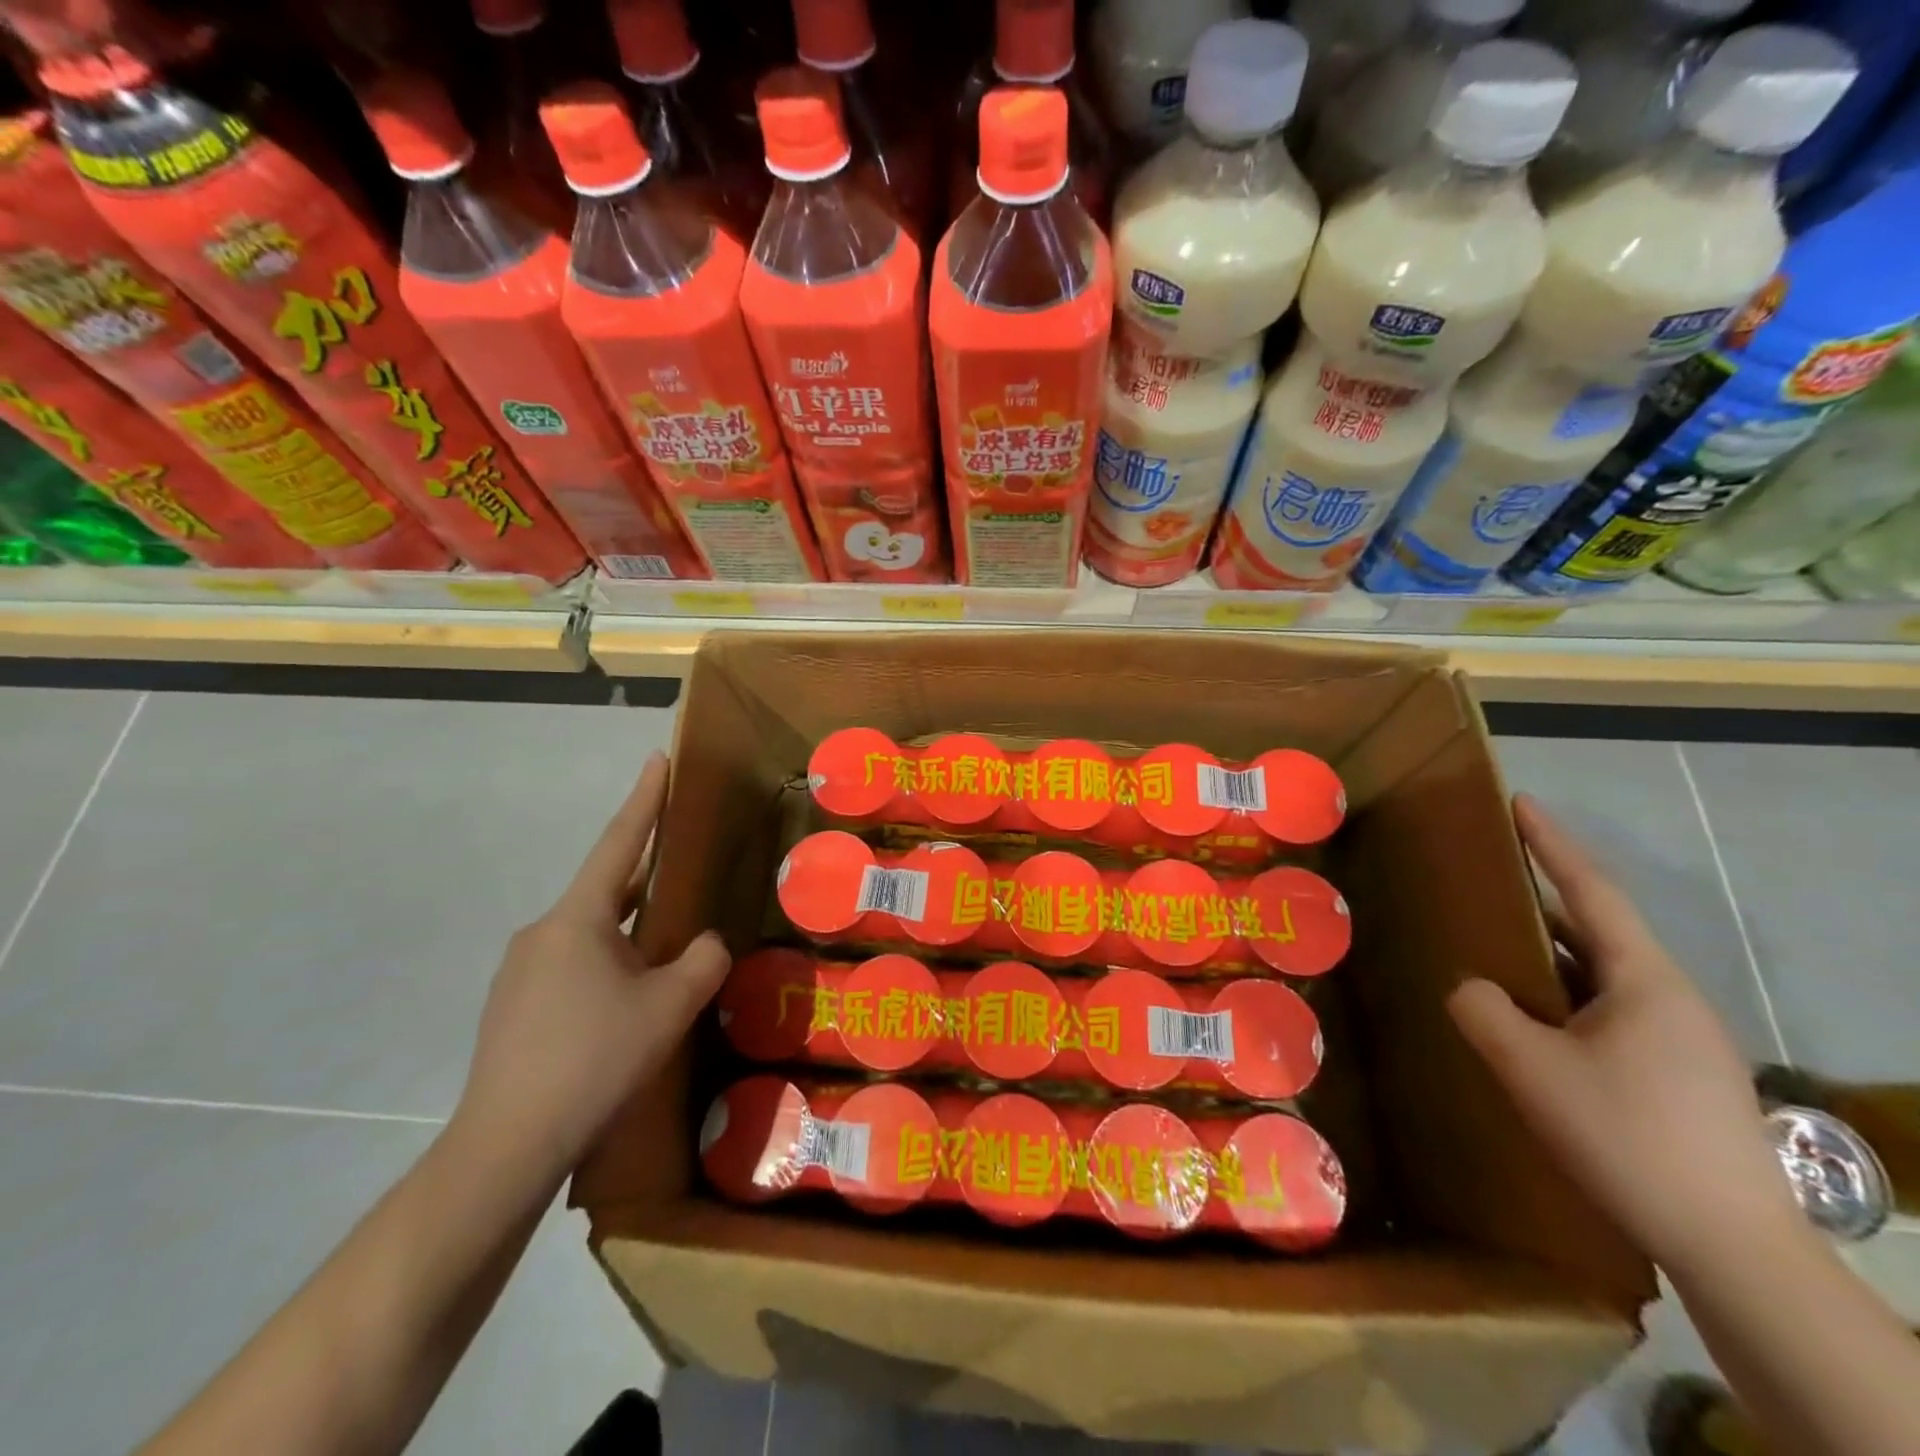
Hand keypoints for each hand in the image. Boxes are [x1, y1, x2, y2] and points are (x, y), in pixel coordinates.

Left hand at [452, 753, 729, 1186]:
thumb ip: (702, 961)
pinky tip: (626, 1002)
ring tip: (664, 953)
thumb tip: (705, 944)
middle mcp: (542, 932)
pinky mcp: (513, 1007)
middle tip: (683, 871)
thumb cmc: (594, 1059)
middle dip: (645, 878)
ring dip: (627, 931)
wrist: (505, 1146)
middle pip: (606, 890)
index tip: (656, 760)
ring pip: (589, 932)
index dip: (644, 799)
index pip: (619, 843)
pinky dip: (606, 963)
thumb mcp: (670, 1007)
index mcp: (577, 919)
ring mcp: (520, 971)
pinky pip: (571, 964)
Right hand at [1448, 795, 1800, 1273]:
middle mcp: (1670, 999)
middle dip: (1543, 901)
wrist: (1732, 1248)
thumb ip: (1482, 1010)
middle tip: (1488, 881)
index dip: (1551, 844)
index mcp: (1644, 980)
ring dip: (1549, 958)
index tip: (1521, 803)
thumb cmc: (1628, 1136)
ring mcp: (1680, 1041)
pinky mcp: (1678, 1077)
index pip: (1592, 891)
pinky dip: (1562, 1000)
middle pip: (1597, 931)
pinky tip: (1530, 1024)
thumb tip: (1471, 988)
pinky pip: (1606, 1014)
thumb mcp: (1530, 1067)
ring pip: (1600, 978)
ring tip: (1495, 951)